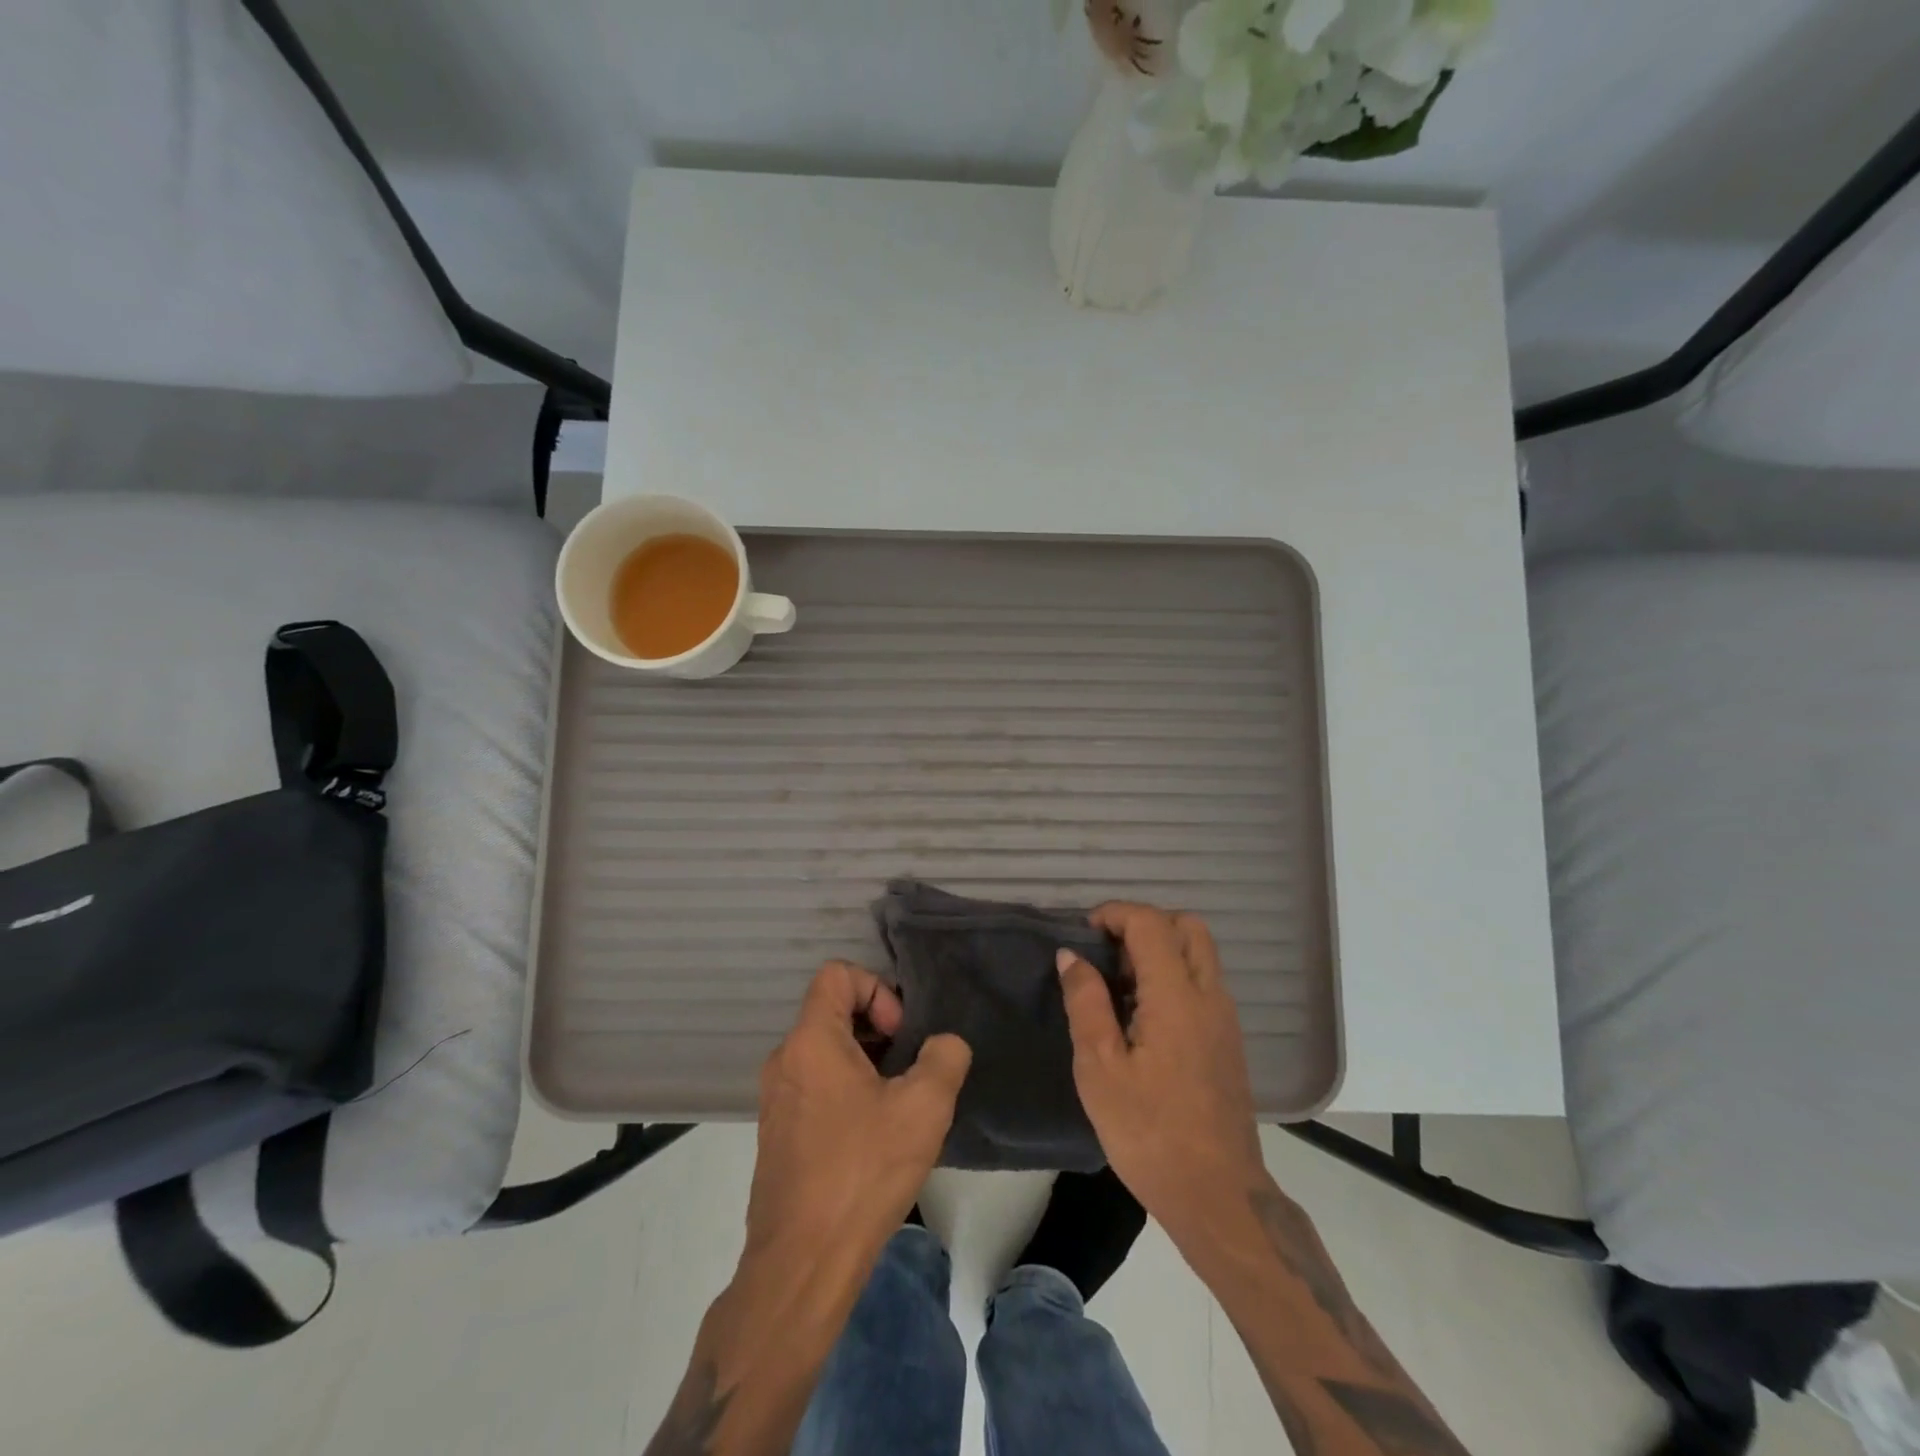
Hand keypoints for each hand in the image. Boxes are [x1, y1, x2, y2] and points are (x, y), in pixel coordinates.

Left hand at [744, 960, 971, 1270]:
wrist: (802, 1263)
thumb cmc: (862, 1172)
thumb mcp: (924, 1108)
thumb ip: (945, 1058)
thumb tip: (943, 1046)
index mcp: (811, 1040)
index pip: (837, 974)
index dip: (877, 989)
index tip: (900, 1035)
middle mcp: (785, 1060)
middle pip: (833, 1011)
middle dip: (878, 1028)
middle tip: (908, 1069)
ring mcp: (775, 1099)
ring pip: (825, 1052)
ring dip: (866, 1063)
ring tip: (897, 1105)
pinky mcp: (778, 1134)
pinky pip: (815, 1086)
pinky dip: (847, 1091)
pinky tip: (874, 1137)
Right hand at [1058, 903, 1266, 1248]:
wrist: (1217, 1195)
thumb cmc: (1149, 1132)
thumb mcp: (1099, 1068)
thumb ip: (1086, 1002)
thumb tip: (1071, 956)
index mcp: (1177, 996)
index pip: (1151, 923)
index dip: (1114, 914)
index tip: (1084, 932)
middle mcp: (1209, 995)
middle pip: (1187, 926)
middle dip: (1144, 924)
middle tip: (1108, 954)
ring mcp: (1224, 1018)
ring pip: (1199, 953)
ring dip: (1160, 950)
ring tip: (1119, 987)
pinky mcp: (1227, 1040)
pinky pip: (1202, 982)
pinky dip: (1173, 975)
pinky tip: (1142, 1017)